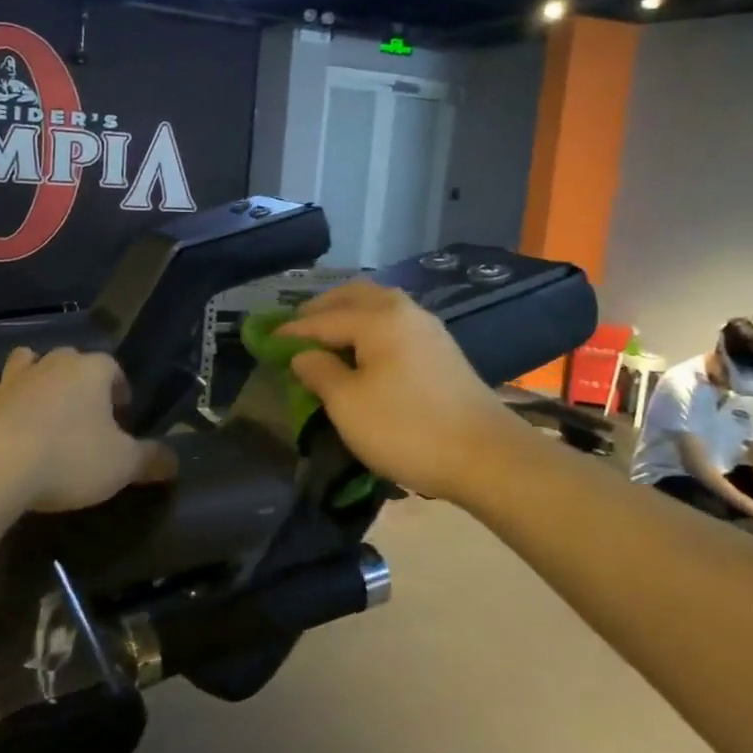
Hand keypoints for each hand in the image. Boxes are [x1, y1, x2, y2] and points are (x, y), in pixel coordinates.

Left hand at [0, 347, 174, 513]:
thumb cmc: (70, 458)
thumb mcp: (122, 465)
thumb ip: (151, 460)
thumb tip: (174, 461)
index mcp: (90, 371)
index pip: (112, 367)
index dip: (119, 387)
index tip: (122, 413)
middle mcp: (51, 365)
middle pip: (69, 358)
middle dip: (77, 377)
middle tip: (85, 411)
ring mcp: (10, 380)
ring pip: (24, 361)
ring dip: (32, 374)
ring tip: (40, 401)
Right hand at [276, 281, 510, 500]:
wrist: (486, 456)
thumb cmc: (406, 428)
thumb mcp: (347, 404)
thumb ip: (319, 372)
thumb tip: (303, 355)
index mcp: (377, 318)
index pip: (322, 318)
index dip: (292, 330)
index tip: (266, 339)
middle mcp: (403, 311)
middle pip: (354, 296)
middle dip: (322, 307)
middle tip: (297, 326)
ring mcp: (427, 328)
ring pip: (378, 305)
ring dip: (348, 313)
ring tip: (327, 335)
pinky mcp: (442, 349)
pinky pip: (394, 322)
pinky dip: (370, 325)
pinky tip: (363, 348)